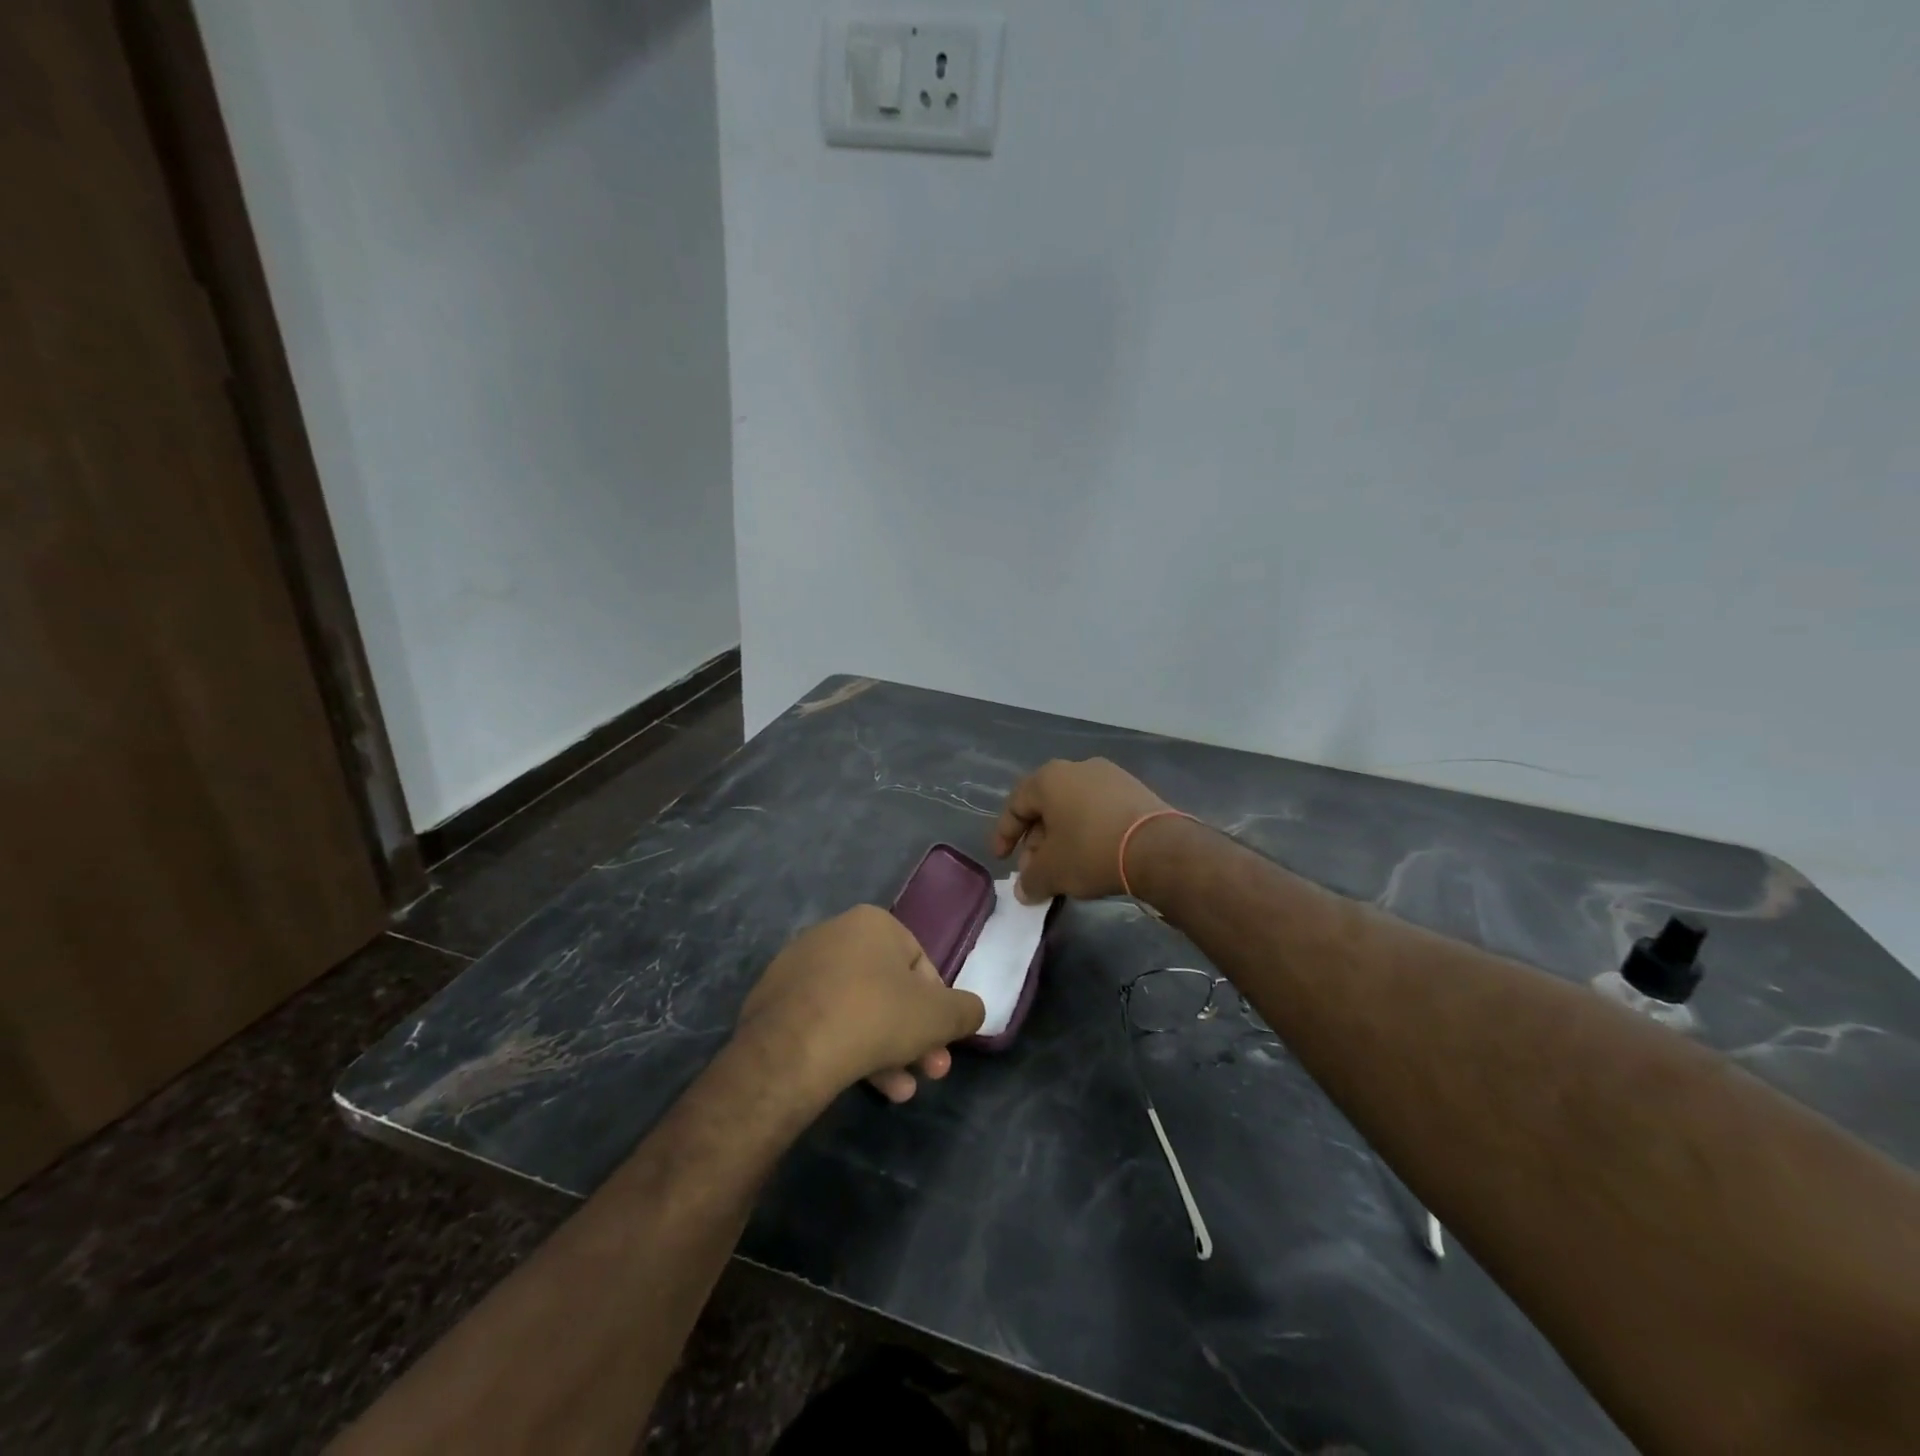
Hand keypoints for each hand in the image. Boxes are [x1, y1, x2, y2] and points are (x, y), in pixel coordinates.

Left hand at [736, 906, 985, 1104]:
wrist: (791, 1050)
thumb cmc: (875, 1017)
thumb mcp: (939, 1016)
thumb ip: (965, 1010)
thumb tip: (972, 1011)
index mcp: (872, 922)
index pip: (920, 964)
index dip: (938, 1007)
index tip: (942, 1041)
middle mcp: (833, 933)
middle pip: (887, 990)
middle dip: (913, 1036)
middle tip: (929, 1073)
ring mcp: (798, 967)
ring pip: (857, 1010)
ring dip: (885, 1051)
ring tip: (900, 1092)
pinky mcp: (774, 1001)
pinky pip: (824, 1021)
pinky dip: (846, 1048)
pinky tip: (863, 1084)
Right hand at [991, 758, 1174, 903]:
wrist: (1158, 847)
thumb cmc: (1090, 850)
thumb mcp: (1052, 872)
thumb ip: (1030, 880)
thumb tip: (1024, 890)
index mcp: (1050, 778)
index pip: (1016, 805)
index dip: (1004, 834)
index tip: (1002, 859)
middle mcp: (1078, 768)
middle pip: (1046, 807)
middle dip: (1036, 842)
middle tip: (1035, 871)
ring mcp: (1111, 777)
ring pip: (1074, 809)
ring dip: (1063, 839)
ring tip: (1064, 869)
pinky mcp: (1136, 791)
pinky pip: (1099, 811)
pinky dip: (1088, 833)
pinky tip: (1092, 858)